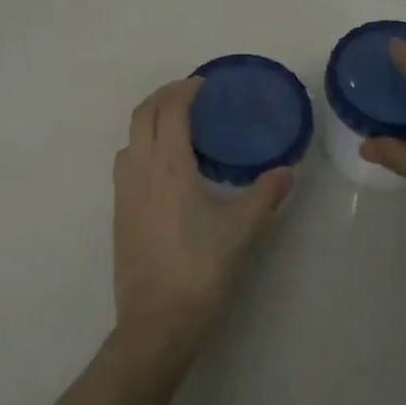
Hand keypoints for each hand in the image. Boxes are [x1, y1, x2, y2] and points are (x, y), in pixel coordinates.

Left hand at [111, 78, 290, 363]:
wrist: (156, 319)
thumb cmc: (200, 268)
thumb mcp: (241, 229)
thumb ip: (265, 195)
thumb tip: (287, 173)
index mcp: (168, 165)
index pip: (169, 109)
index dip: (184, 89)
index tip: (203, 84)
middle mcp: (140, 169)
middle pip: (141, 115)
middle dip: (162, 96)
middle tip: (189, 95)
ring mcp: (123, 191)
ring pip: (129, 137)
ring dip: (148, 119)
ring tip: (175, 125)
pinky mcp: (118, 212)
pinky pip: (125, 162)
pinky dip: (141, 145)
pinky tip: (163, 167)